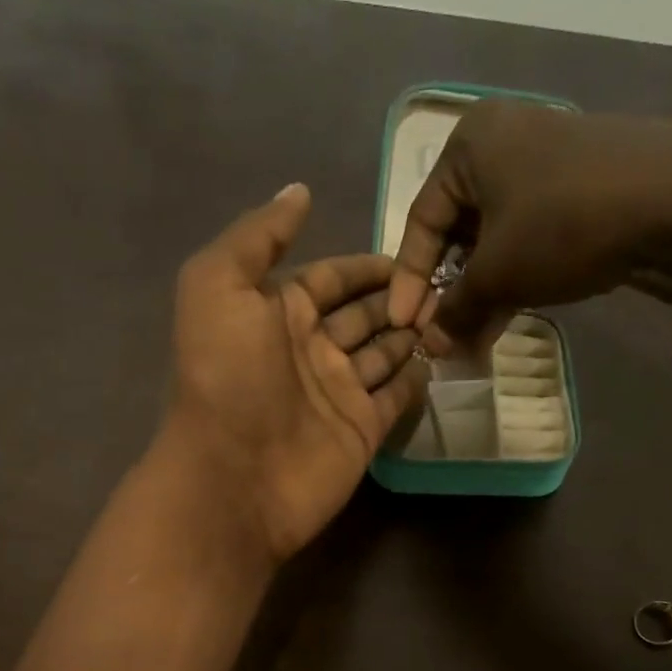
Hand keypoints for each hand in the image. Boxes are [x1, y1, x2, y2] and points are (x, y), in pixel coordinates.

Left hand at [163, 183, 428, 562]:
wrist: (233, 478)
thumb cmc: (226, 378)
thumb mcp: (218, 287)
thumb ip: (258, 236)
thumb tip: (300, 192)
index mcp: (278, 312)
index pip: (332, 278)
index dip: (367, 265)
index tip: (415, 249)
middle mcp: (311, 350)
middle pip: (364, 314)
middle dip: (399, 297)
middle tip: (446, 282)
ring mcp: (339, 393)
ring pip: (385, 352)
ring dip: (414, 332)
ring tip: (454, 311)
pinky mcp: (362, 430)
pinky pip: (396, 396)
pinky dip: (417, 377)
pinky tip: (442, 356)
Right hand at [387, 102, 671, 353]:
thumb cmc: (563, 225)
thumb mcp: (497, 273)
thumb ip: (455, 309)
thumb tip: (431, 345)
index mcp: (470, 144)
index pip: (420, 222)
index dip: (409, 282)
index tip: (404, 327)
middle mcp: (504, 143)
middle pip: (458, 232)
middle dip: (447, 293)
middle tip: (439, 339)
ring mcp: (547, 166)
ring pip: (495, 241)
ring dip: (479, 295)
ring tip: (470, 343)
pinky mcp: (580, 191)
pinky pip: (529, 241)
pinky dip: (513, 281)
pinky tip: (503, 322)